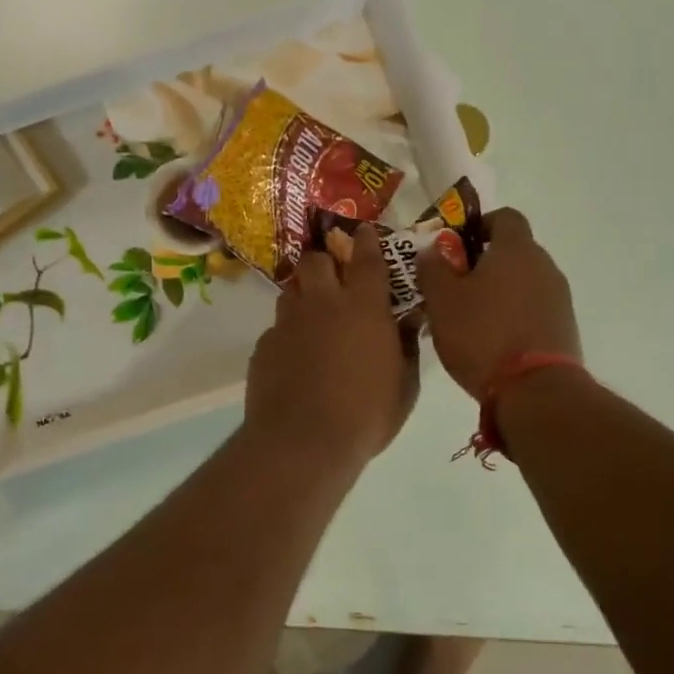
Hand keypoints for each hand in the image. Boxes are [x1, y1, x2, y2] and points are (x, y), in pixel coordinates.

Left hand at [245, 225, 418, 469]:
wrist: (303, 442)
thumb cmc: (366, 415)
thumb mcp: (404, 386)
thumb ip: (407, 347)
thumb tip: (410, 322)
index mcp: (364, 308)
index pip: (366, 258)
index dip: (366, 240)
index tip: (364, 231)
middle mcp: (322, 304)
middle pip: (316, 260)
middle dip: (325, 260)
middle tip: (334, 277)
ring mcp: (287, 323)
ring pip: (291, 290)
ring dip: (304, 294)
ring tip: (313, 315)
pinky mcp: (263, 347)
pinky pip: (277, 328)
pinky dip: (288, 334)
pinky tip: (295, 358)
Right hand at [415, 207, 580, 399]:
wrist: (535, 390)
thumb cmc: (482, 335)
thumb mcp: (441, 300)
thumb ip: (432, 268)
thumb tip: (431, 249)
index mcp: (516, 249)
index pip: (504, 216)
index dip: (478, 225)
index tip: (455, 247)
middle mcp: (545, 265)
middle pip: (514, 251)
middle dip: (484, 263)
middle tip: (454, 286)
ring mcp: (559, 298)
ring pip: (524, 282)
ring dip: (500, 291)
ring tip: (471, 318)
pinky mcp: (564, 327)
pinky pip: (534, 309)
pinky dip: (514, 315)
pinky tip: (493, 341)